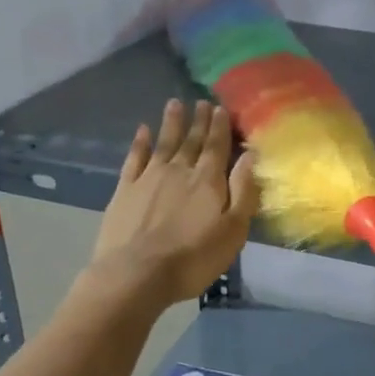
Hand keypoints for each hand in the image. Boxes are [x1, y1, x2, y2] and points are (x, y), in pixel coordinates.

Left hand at [91, 99, 257, 306]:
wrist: (136, 273)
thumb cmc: (193, 258)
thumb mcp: (233, 230)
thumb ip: (243, 192)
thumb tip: (250, 156)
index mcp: (208, 181)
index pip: (217, 147)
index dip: (220, 127)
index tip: (220, 108)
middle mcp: (179, 171)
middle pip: (192, 141)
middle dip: (199, 121)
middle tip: (202, 102)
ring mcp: (148, 178)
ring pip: (164, 143)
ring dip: (171, 123)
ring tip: (175, 103)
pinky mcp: (124, 190)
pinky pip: (134, 158)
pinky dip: (140, 143)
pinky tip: (142, 130)